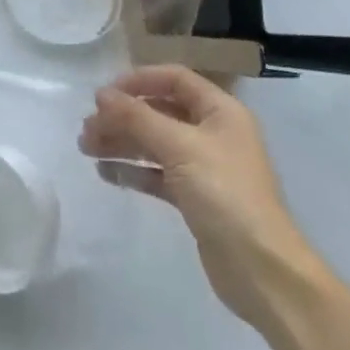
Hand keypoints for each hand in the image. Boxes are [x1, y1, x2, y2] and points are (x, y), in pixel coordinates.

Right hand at [79, 65, 321, 328]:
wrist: (262, 269)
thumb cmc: (225, 194)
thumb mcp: (179, 147)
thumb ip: (137, 117)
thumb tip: (101, 95)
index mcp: (220, 111)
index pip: (174, 79)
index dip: (138, 80)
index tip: (104, 94)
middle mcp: (213, 133)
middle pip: (160, 111)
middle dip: (123, 116)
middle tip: (87, 128)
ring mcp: (204, 167)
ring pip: (155, 143)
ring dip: (122, 142)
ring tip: (86, 148)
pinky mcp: (195, 197)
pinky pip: (157, 173)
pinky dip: (133, 170)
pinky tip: (105, 172)